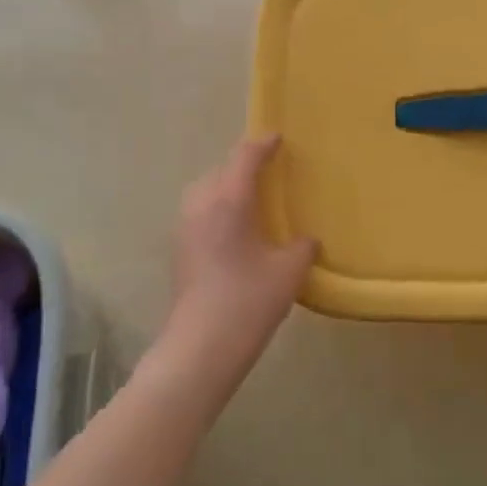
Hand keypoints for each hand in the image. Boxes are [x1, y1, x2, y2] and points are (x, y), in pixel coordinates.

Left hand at [162, 135, 317, 378]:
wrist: (200, 347)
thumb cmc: (248, 301)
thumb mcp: (288, 272)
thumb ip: (302, 248)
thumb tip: (307, 240)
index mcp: (229, 202)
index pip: (244, 158)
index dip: (262, 145)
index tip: (278, 138)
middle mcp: (202, 206)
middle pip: (220, 169)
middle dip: (242, 163)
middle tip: (268, 169)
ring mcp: (185, 228)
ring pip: (204, 189)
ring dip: (225, 184)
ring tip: (249, 197)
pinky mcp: (179, 249)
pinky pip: (198, 210)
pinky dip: (216, 206)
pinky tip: (234, 228)